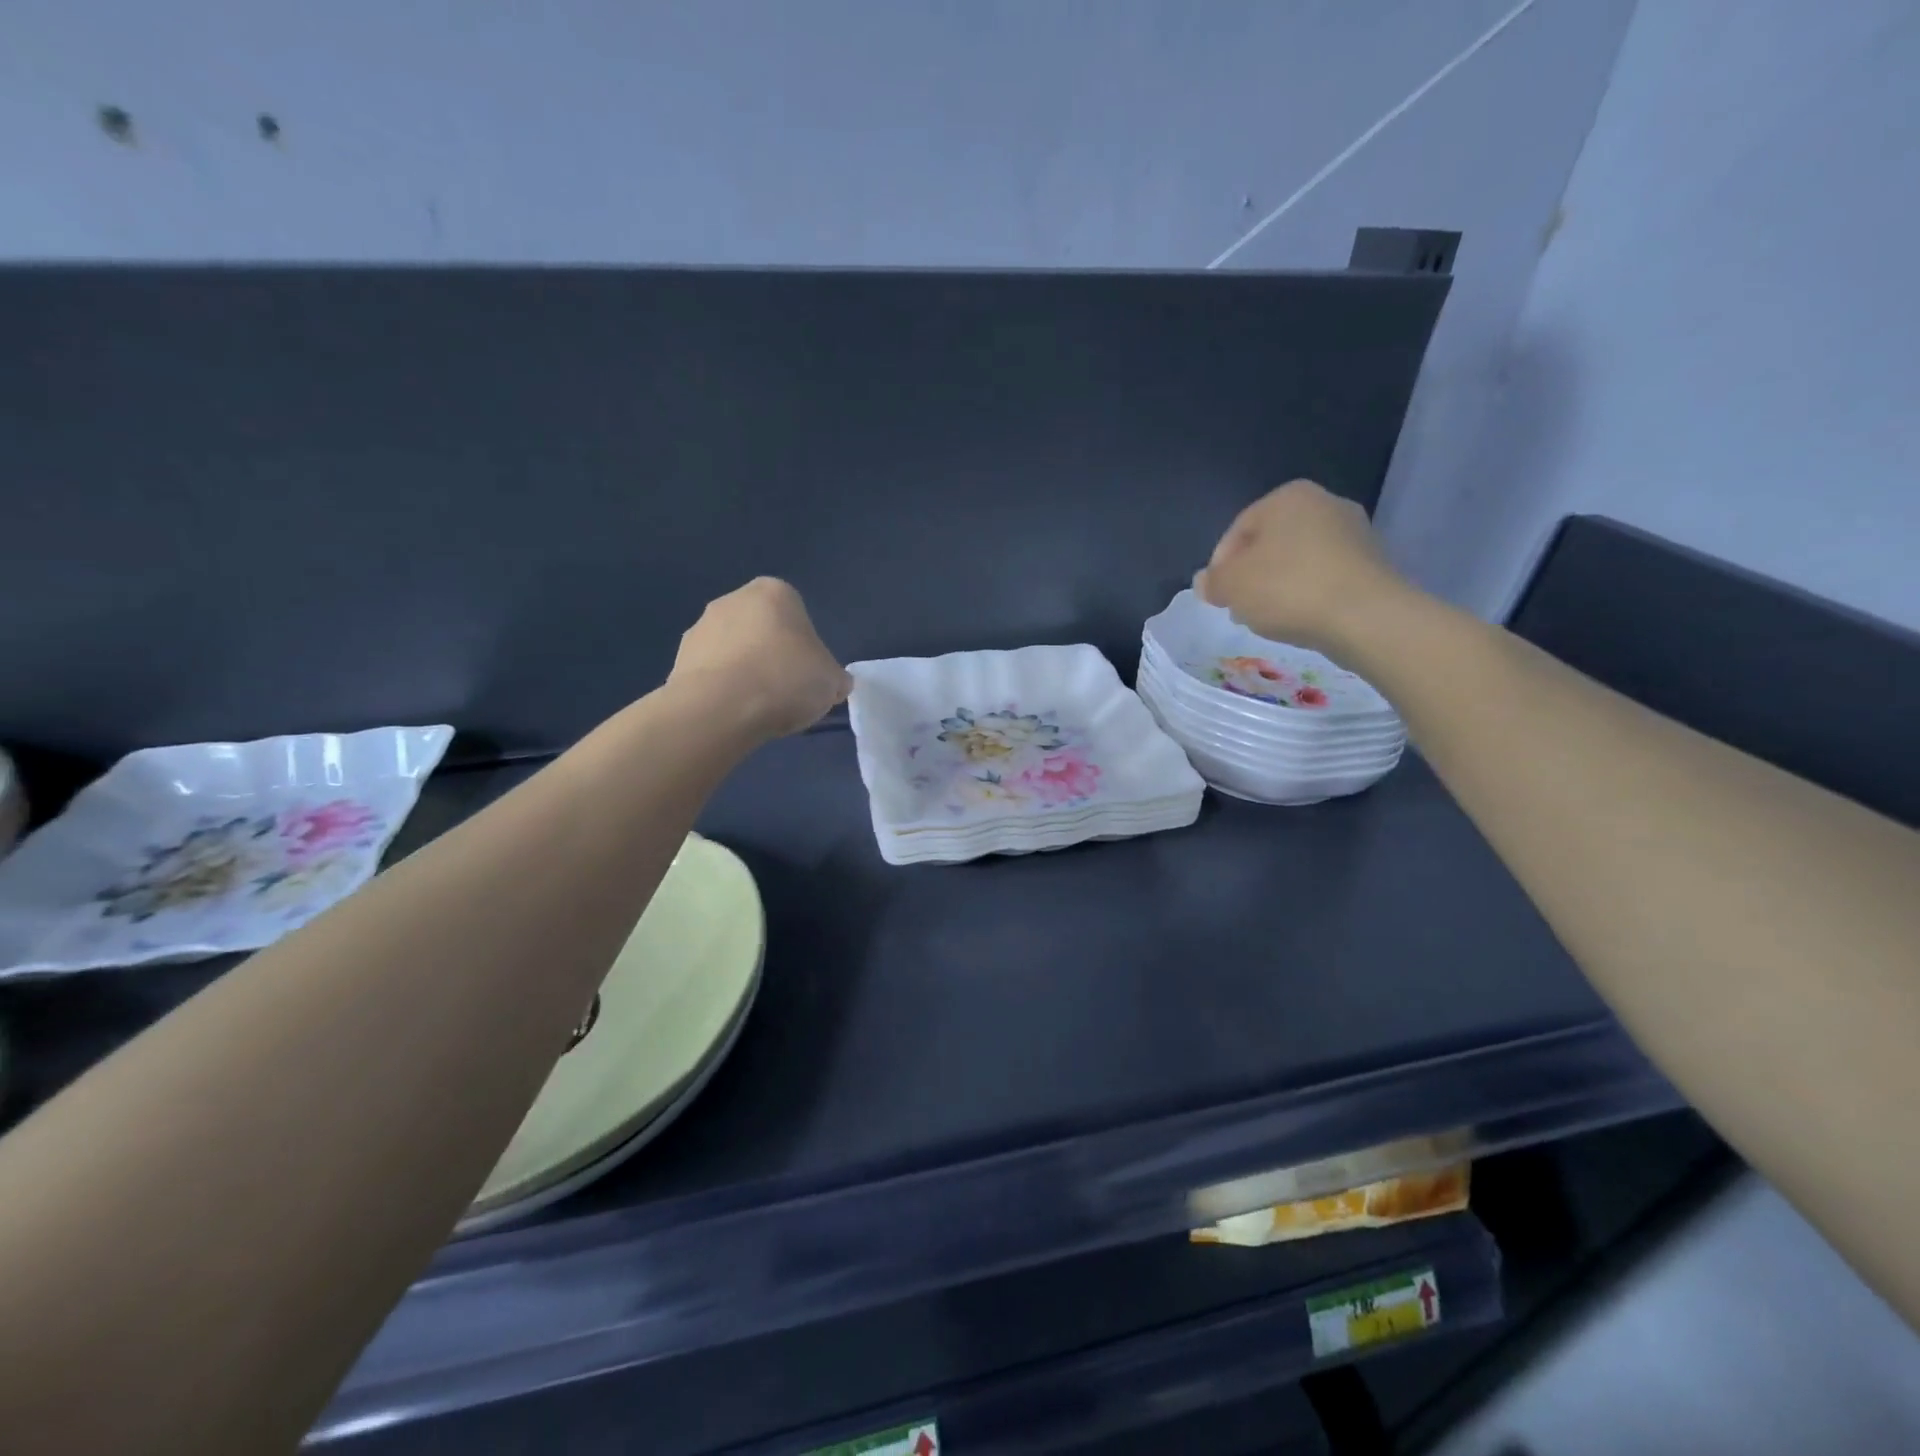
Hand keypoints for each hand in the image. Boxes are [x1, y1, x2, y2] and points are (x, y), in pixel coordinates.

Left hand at [668, 578, 851, 740]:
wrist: (721, 708)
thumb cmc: (786, 680)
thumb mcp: (832, 682)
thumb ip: (834, 677)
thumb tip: (833, 684)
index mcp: (775, 592)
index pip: (797, 615)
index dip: (806, 647)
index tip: (808, 675)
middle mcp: (733, 600)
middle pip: (762, 629)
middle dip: (772, 655)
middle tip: (786, 691)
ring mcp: (700, 627)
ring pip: (734, 651)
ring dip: (745, 672)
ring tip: (758, 708)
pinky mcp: (678, 659)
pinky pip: (712, 673)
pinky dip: (723, 690)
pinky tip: (734, 713)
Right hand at [1194, 481, 1412, 653]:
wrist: (1364, 616)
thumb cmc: (1287, 588)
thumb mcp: (1231, 585)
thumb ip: (1212, 581)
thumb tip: (1206, 582)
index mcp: (1288, 496)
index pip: (1238, 529)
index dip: (1220, 566)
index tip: (1217, 597)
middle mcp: (1325, 503)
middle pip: (1270, 544)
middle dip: (1250, 576)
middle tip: (1240, 608)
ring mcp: (1354, 532)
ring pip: (1297, 561)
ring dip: (1277, 587)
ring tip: (1268, 618)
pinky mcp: (1372, 564)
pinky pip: (1324, 577)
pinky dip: (1307, 595)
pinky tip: (1300, 619)